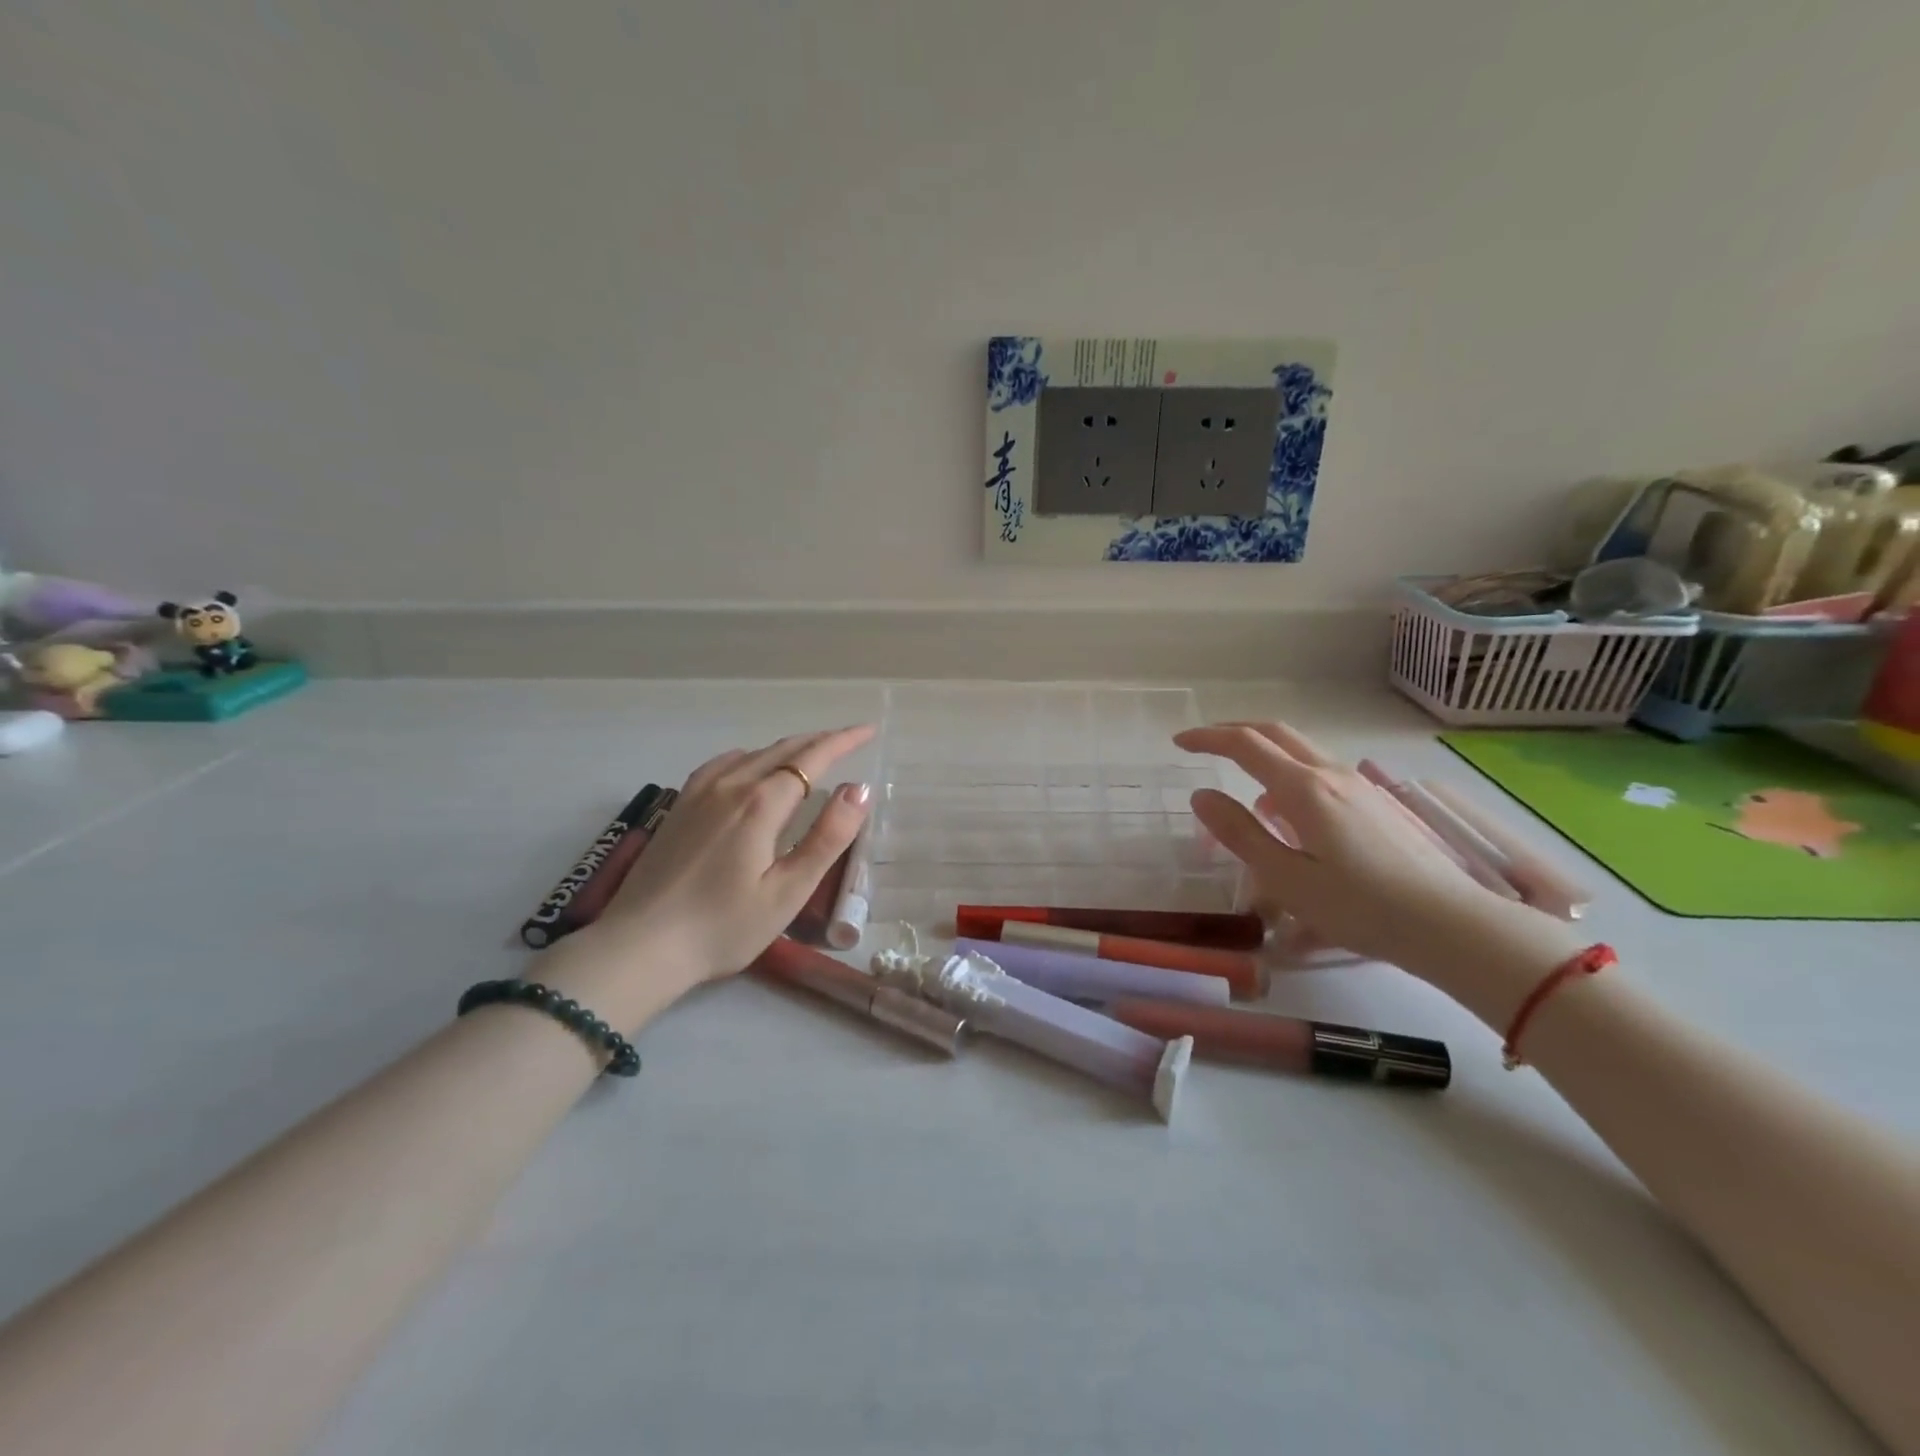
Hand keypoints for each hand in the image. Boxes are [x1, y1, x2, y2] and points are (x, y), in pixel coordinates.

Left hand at [592, 725, 876, 982]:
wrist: (640, 946)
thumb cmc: (724, 927)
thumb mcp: (788, 891)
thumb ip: (827, 837)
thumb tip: (859, 789)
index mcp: (761, 804)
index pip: (812, 758)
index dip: (843, 741)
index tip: (868, 730)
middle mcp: (730, 785)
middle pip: (783, 750)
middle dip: (820, 741)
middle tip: (850, 739)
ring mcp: (699, 793)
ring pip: (753, 754)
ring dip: (787, 748)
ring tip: (810, 755)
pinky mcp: (680, 806)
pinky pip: (723, 764)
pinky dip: (750, 757)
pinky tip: (750, 769)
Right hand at [1174, 721, 1563, 977]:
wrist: (1449, 923)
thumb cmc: (1358, 906)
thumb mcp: (1285, 877)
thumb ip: (1239, 833)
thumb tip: (1201, 795)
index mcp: (1303, 788)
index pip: (1245, 745)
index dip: (1208, 738)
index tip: (1179, 743)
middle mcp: (1331, 774)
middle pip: (1276, 733)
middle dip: (1235, 731)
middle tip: (1204, 744)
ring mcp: (1359, 785)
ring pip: (1301, 750)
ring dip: (1264, 752)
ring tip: (1243, 785)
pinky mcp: (1377, 803)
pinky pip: (1321, 771)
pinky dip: (1290, 773)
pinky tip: (1289, 813)